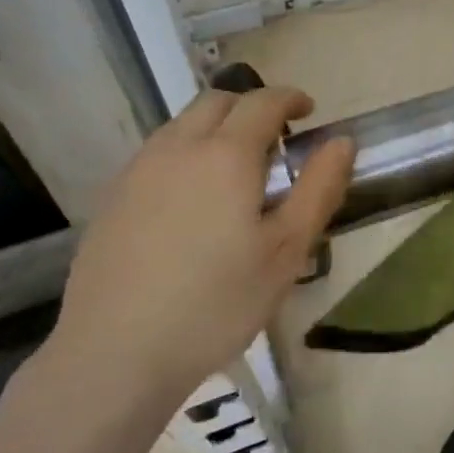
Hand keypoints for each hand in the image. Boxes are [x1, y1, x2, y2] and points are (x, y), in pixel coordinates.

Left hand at [46, 86, 353, 402]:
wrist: (114, 353)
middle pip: (217, 102)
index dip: (290, 98)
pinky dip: (184, 154)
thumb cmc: (215, 304)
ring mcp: (138, 170)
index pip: (263, 101)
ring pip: (182, 125)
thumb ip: (318, 189)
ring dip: (214, 128)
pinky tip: (190, 202)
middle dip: (251, 107)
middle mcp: (178, 147)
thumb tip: (341, 141)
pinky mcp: (112, 197)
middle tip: (274, 140)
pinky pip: (157, 154)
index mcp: (225, 154)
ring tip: (234, 172)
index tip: (309, 111)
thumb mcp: (285, 253)